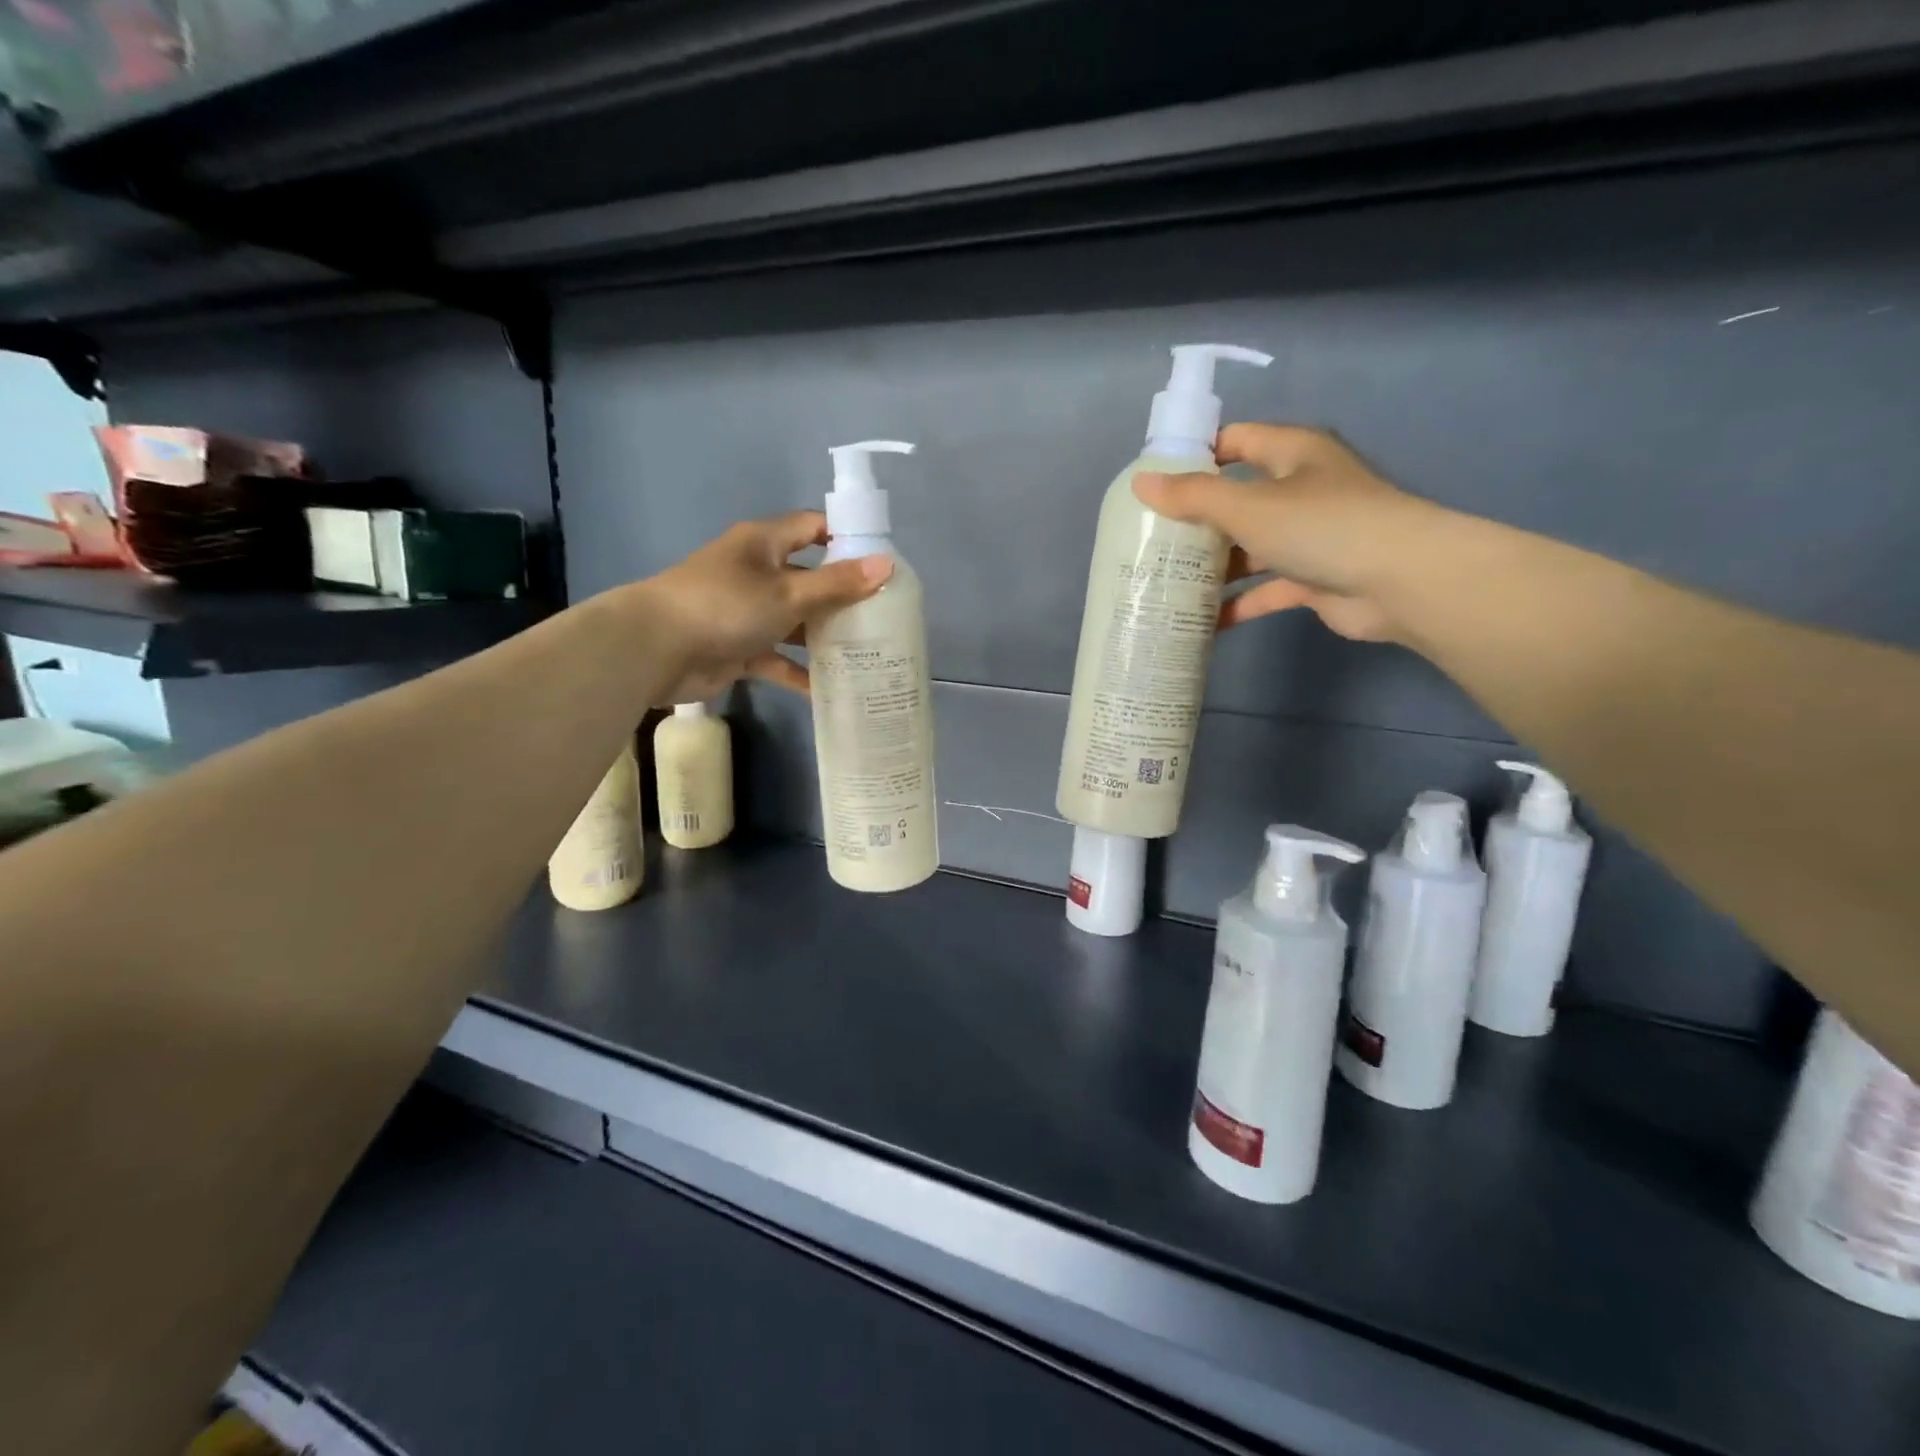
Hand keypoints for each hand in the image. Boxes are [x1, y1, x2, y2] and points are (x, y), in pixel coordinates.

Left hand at [635, 511, 890, 702]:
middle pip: (810, 579)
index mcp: (765, 544)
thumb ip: (837, 584)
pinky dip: (799, 672)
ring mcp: (748, 611)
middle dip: (844, 597)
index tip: (884, 562)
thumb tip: (888, 565)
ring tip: (868, 654)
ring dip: (825, 638)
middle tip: (885, 616)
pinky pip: (778, 657)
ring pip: (796, 621)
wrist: (656, 650)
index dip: (848, 539)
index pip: (814, 528)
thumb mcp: (788, 593)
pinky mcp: (740, 647)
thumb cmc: (725, 606)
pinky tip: (830, 690)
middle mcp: (758, 572)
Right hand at [1134, 424, 1444, 643]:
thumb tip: (1140, 483)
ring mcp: (1307, 536)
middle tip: (1150, 540)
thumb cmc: (1322, 526)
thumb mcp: (1248, 506)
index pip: (1235, 441)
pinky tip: (1201, 621)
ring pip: (1249, 547)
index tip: (1153, 482)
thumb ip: (1192, 496)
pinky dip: (1237, 603)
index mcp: (1291, 454)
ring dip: (1213, 567)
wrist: (1400, 581)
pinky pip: (1264, 588)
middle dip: (1196, 520)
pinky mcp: (1312, 578)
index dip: (1195, 456)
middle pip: (1237, 498)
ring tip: (1164, 582)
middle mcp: (1299, 490)